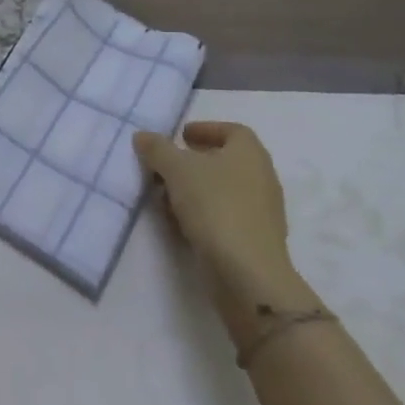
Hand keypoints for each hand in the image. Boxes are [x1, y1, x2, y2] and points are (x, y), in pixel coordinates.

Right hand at [135, 121, 318, 346]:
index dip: (205, 129)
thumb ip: (158, 149)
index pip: (231, 130)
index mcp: (249, 152)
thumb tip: (142, 136)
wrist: (248, 274)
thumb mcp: (177, 170)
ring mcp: (261, 211)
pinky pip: (225, 216)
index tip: (181, 136)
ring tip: (165, 196)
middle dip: (193, 162)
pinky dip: (202, 214)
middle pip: (225, 161)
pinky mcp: (255, 240)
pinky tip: (180, 224)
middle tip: (166, 166)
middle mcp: (261, 176)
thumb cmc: (215, 207)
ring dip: (194, 190)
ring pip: (222, 190)